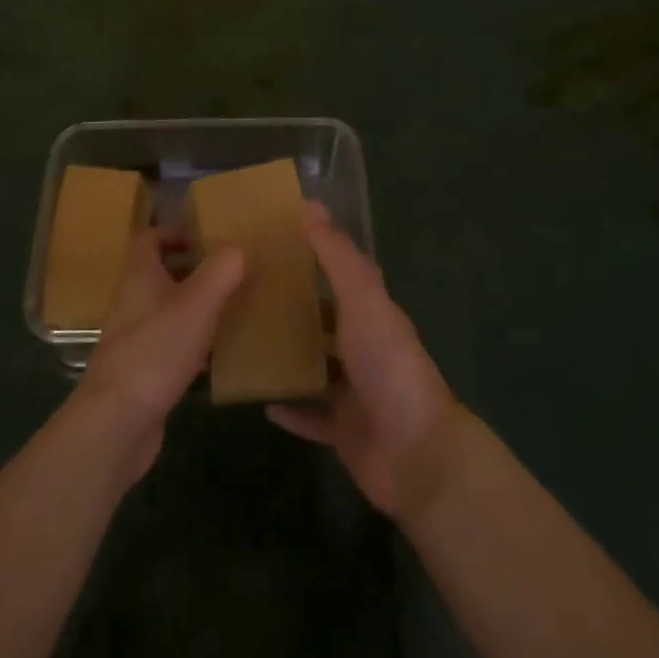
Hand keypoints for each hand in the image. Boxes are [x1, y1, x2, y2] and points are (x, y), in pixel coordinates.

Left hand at [74, 230, 244, 485]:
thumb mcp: (198, 303)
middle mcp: (132, 301)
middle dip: (192, 269)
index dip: (174, 232)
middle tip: (228, 272)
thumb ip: (222, 270)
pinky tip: (216, 354)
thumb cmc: (156, 350)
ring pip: (166, 309)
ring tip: (230, 307)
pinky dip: (191, 341)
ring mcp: (133, 337)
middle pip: (159, 273)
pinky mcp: (141, 370)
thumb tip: (238, 248)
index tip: (206, 238)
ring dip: (194, 305)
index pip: (148, 238)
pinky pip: (168, 344)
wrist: (117, 421)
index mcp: (139, 275)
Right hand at [267, 203, 464, 520]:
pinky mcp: (343, 432)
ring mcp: (354, 393)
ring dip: (288, 357)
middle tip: (245, 293)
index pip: (340, 276)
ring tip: (244, 341)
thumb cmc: (388, 364)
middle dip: (293, 308)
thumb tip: (310, 205)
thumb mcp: (362, 300)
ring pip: (316, 368)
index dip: (311, 258)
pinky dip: (290, 409)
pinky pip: (310, 417)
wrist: (414, 452)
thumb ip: (337, 256)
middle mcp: (364, 349)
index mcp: (372, 314)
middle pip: (325, 322)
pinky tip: (258, 399)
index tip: (271, 244)